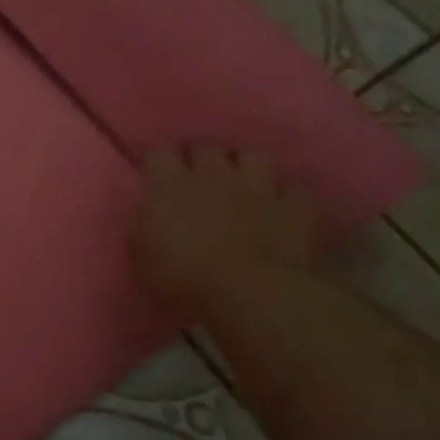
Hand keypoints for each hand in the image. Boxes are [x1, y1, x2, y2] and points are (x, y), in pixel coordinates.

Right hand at [134, 146, 319, 320]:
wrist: (248, 292)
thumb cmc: (183, 277)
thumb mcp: (142, 255)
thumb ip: (142, 225)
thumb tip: (146, 212)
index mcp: (170, 187)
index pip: (158, 154)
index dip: (157, 161)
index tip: (155, 174)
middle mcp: (212, 176)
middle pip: (205, 147)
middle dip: (200, 156)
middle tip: (196, 174)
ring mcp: (256, 189)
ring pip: (254, 156)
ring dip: (246, 165)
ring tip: (241, 179)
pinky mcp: (291, 209)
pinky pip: (296, 192)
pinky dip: (289, 197)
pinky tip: (283, 206)